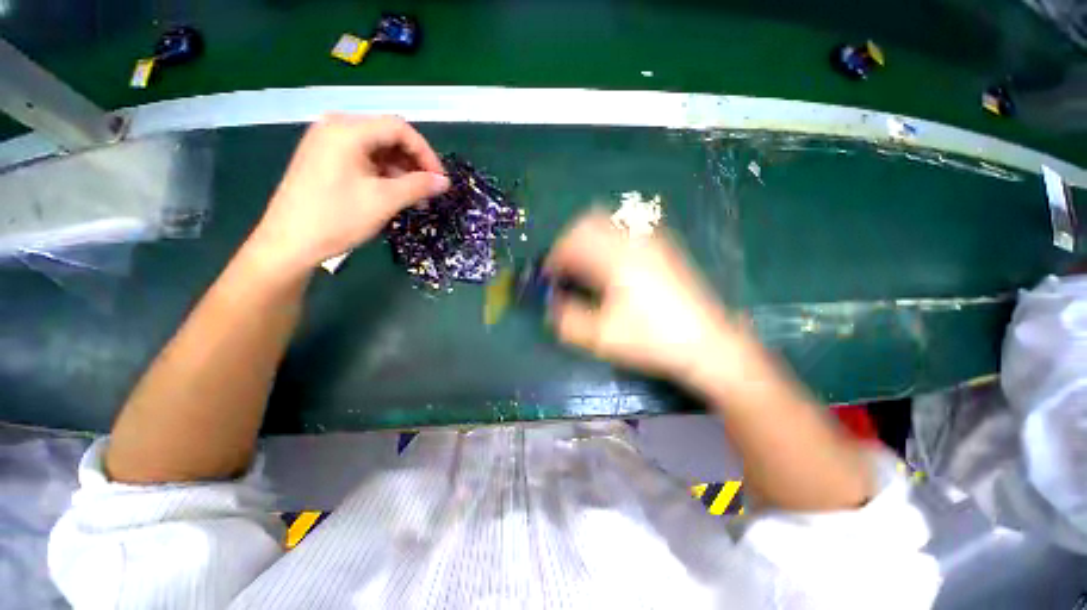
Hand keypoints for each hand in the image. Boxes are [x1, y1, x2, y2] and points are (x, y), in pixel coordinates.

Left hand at [248, 114, 449, 273]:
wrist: (289, 243)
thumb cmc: (337, 218)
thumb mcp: (384, 201)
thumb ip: (418, 187)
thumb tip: (445, 182)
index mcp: (347, 130)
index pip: (399, 129)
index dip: (426, 153)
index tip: (440, 180)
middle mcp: (336, 128)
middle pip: (387, 136)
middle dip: (413, 163)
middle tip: (429, 190)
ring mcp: (327, 143)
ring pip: (377, 149)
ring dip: (400, 171)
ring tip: (414, 198)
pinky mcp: (324, 159)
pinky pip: (363, 159)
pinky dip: (383, 174)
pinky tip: (393, 194)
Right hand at [545, 211, 757, 390]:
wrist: (706, 343)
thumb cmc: (652, 339)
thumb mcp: (602, 337)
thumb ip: (568, 320)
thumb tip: (551, 306)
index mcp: (616, 259)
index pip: (573, 242)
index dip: (554, 258)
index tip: (549, 276)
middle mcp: (633, 241)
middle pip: (589, 221)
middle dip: (569, 242)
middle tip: (565, 267)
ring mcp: (652, 241)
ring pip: (608, 223)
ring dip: (588, 239)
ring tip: (585, 267)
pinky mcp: (663, 248)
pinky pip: (625, 232)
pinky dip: (607, 241)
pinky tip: (611, 267)